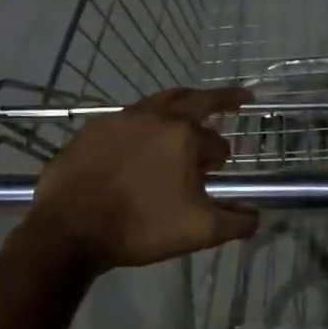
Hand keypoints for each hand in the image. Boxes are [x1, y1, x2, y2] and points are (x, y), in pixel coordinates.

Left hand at [31, 87, 258, 272]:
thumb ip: (236, 222)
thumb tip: (257, 217)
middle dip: (223, 98)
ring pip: (161, 102)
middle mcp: (157, 117)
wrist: (70, 229)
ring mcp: (122, 119)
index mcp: (185, 137)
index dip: (219, 160)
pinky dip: (145, 122)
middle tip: (241, 97)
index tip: (213, 175)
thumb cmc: (140, 227)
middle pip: (197, 99)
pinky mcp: (94, 128)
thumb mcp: (199, 232)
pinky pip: (128, 118)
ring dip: (182, 105)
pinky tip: (140, 139)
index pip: (217, 143)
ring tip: (190, 110)